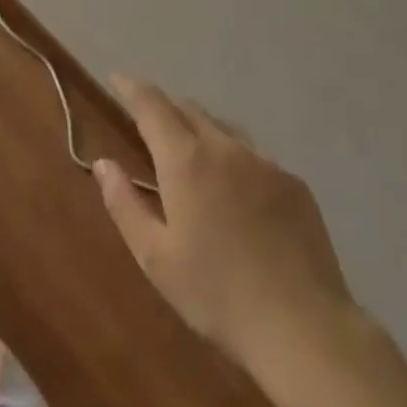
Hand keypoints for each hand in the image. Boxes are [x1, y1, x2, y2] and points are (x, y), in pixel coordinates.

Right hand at [95, 75, 359, 370]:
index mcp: (186, 160)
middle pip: (189, 110)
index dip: (131, 87)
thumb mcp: (155, 257)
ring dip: (201, 132)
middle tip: (150, 132)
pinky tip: (238, 195)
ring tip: (193, 161)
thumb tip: (102, 163)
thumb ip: (124, 203)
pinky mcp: (294, 183)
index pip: (152, 105)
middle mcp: (225, 148)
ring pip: (224, 129)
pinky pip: (255, 156)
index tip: (117, 78)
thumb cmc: (216, 295)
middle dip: (165, 111)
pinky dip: (234, 160)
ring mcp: (265, 163)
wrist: (304, 328)